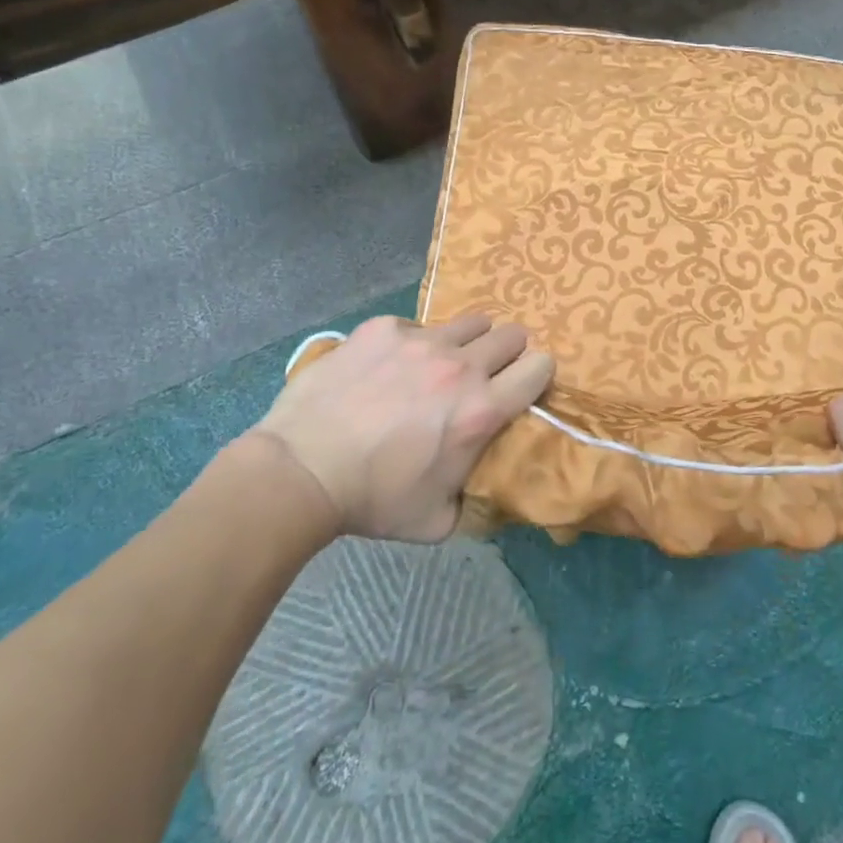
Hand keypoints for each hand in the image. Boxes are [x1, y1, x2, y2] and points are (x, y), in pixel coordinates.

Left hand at [250, 314, 553, 541]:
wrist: (302, 470)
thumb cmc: (373, 500)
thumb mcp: (439, 520)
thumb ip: (474, 497)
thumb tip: (484, 485)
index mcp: (482, 410)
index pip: (541, 366)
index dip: (536, 376)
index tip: (521, 388)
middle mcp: (460, 366)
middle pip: (512, 334)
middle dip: (507, 353)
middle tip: (484, 376)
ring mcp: (420, 341)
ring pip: (470, 322)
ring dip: (466, 342)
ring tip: (439, 365)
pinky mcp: (383, 329)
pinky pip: (415, 326)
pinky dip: (412, 345)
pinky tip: (386, 369)